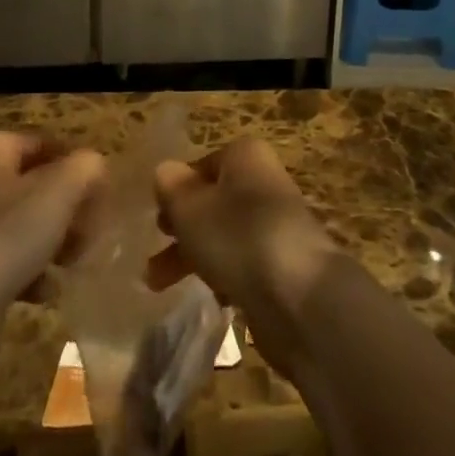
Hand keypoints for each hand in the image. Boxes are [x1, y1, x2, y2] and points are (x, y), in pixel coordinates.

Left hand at [0, 131, 104, 327]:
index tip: (100, 192)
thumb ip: (85, 168)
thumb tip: (94, 166)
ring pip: (20, 225)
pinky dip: (29, 273)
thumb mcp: (59, 190)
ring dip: (52, 242)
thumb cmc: (7, 234)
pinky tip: (47, 292)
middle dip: (66, 208)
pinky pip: (4, 261)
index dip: (74, 163)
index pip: (42, 143)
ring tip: (75, 262)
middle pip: (32, 186)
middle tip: (92, 231)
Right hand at [149, 138, 346, 375]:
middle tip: (154, 252)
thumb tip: (166, 172)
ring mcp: (276, 225)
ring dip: (193, 257)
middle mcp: (263, 183)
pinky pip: (244, 264)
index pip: (202, 166)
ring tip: (159, 284)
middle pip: (212, 202)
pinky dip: (224, 277)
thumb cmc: (238, 237)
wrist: (300, 298)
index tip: (157, 218)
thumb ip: (171, 187)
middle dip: (180, 229)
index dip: (177, 190)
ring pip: (224, 235)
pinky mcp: (283, 266)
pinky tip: (213, 297)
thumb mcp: (190, 207)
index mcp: (244, 157)